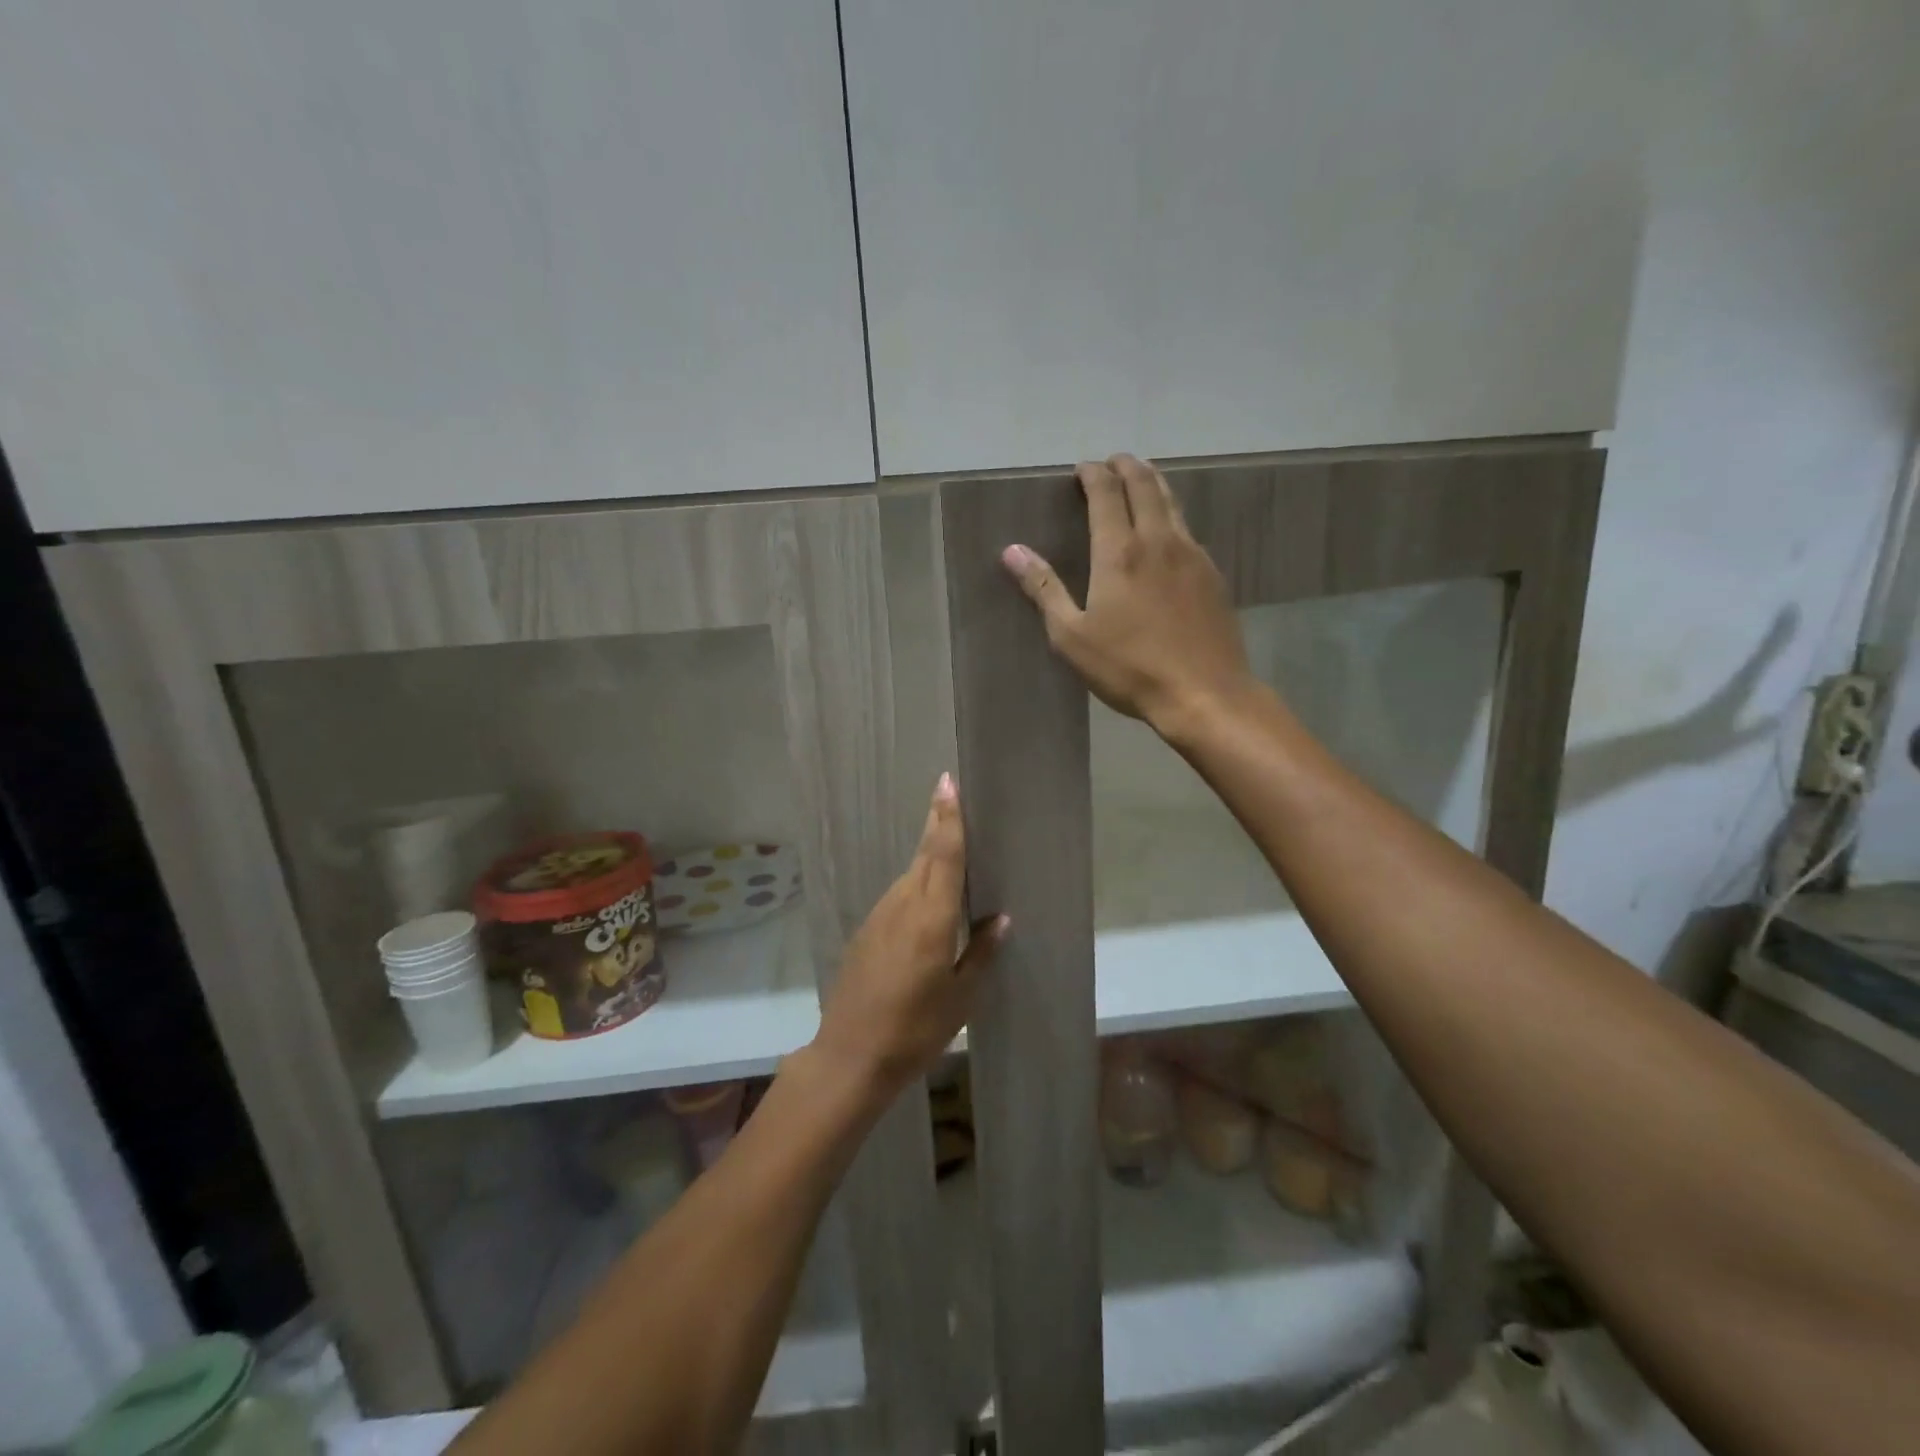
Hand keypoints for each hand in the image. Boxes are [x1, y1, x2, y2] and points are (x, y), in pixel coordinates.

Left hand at [812, 774, 1004, 1100]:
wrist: (850, 1056)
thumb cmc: (914, 1030)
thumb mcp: (959, 997)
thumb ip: (980, 952)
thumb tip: (1000, 920)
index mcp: (930, 917)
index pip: (943, 855)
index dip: (947, 817)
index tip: (947, 782)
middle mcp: (901, 905)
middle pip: (924, 856)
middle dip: (938, 825)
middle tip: (952, 797)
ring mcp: (879, 917)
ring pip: (910, 875)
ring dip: (929, 857)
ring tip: (951, 847)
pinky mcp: (866, 932)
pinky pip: (898, 897)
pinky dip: (916, 886)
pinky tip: (928, 901)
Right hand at [1001, 454, 1255, 736]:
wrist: (1204, 694)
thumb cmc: (1129, 668)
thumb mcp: (1072, 636)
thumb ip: (1044, 589)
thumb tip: (1013, 551)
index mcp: (1119, 552)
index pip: (1106, 494)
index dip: (1093, 475)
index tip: (1082, 469)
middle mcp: (1158, 541)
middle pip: (1144, 486)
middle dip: (1126, 466)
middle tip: (1112, 462)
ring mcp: (1192, 555)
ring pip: (1172, 502)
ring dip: (1152, 483)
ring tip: (1140, 478)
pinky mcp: (1212, 575)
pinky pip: (1188, 529)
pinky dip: (1172, 514)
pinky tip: (1168, 530)